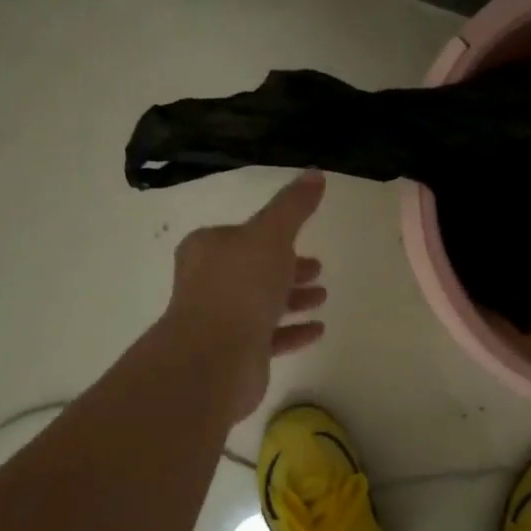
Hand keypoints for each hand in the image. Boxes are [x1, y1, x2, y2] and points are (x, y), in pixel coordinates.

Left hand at [162, 170, 328, 419]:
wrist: (213, 357)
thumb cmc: (240, 285)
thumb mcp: (272, 234)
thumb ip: (294, 205)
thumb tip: (315, 173)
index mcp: (208, 248)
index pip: (242, 235)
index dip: (273, 235)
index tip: (301, 239)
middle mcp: (208, 282)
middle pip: (253, 269)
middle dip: (286, 268)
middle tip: (317, 268)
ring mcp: (218, 321)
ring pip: (261, 303)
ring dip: (292, 299)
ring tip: (322, 296)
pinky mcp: (233, 354)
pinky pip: (268, 337)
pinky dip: (291, 331)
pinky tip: (317, 330)